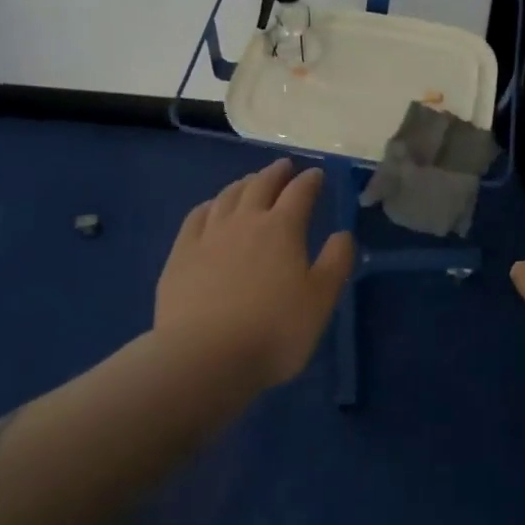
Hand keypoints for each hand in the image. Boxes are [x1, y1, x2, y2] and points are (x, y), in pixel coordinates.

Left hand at [155, 158, 355, 388]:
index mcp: (282, 228)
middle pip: (261, 185)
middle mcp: (246, 220)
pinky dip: (210, 205)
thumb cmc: (273, 331)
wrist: (204, 358)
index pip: (300, 192)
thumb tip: (343, 233)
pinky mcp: (181, 254)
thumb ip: (335, 262)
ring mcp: (209, 235)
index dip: (310, 180)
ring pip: (228, 196)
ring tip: (251, 181)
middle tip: (284, 166)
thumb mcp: (320, 301)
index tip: (316, 175)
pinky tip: (211, 208)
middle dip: (276, 173)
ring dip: (244, 183)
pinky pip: (197, 216)